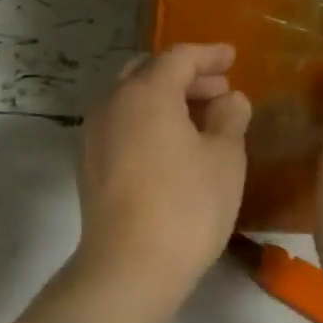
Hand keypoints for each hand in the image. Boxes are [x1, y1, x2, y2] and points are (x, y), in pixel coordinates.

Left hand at [74, 43, 250, 310]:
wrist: (129, 267)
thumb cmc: (186, 207)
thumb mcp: (224, 158)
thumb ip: (230, 118)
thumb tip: (230, 99)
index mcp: (145, 92)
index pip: (178, 57)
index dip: (209, 55)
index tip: (233, 57)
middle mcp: (112, 103)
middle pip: (148, 72)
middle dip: (186, 76)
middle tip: (220, 89)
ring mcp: (94, 134)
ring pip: (131, 98)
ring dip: (165, 98)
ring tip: (201, 118)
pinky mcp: (90, 163)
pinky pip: (122, 124)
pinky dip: (148, 120)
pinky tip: (173, 144)